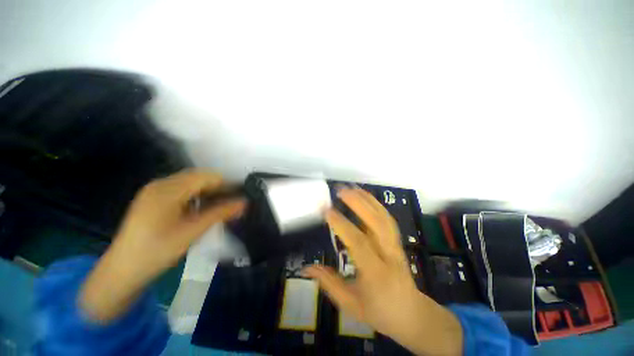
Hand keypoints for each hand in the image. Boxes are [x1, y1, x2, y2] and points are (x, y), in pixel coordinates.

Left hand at [80, 170, 244, 321]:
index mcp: (168, 189)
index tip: (240, 194)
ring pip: (190, 184)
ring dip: (207, 192)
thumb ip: (220, 213)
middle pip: (198, 178)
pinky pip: (181, 190)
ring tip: (219, 206)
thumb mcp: (192, 231)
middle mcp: (160, 184)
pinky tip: (200, 209)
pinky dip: (196, 196)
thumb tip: (244, 203)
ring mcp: (154, 191)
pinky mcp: (152, 199)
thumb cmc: (157, 251)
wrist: (122, 271)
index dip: (226, 183)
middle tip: (232, 202)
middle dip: (218, 187)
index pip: (206, 176)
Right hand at [303, 188, 462, 355]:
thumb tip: (307, 267)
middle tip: (340, 190)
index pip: (358, 243)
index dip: (341, 225)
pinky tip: (364, 196)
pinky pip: (387, 218)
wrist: (411, 314)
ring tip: (351, 188)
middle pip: (376, 223)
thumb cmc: (379, 311)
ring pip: (383, 217)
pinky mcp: (397, 241)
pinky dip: (375, 204)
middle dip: (358, 203)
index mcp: (377, 273)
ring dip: (367, 199)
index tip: (326, 210)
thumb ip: (329, 283)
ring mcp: (395, 245)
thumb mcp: (351, 304)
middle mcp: (389, 255)